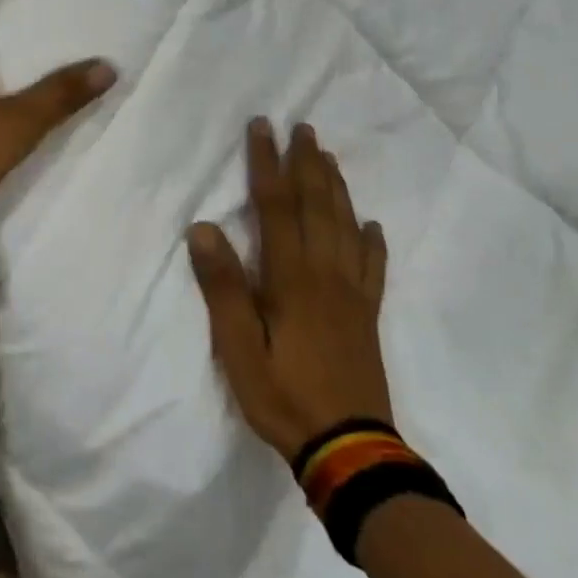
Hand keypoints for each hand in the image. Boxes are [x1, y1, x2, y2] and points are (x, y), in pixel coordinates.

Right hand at [188, 119, 393, 460]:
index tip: (262, 128)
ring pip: (345, 227)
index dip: (266, 164)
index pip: (275, 207)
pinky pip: (373, 268)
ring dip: (336, 188)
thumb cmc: (284, 397)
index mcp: (291, 278)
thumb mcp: (239, 348)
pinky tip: (372, 225)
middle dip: (306, 163)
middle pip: (316, 207)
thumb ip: (224, 288)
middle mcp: (326, 275)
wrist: (350, 451)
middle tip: (303, 127)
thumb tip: (204, 228)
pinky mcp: (367, 316)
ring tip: (329, 157)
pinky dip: (372, 241)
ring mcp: (352, 295)